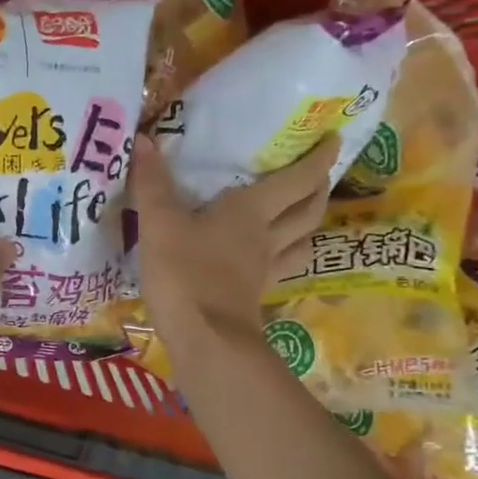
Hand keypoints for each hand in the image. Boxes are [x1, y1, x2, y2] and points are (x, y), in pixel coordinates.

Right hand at [128, 133, 337, 354]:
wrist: (203, 340)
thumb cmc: (184, 274)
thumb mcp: (159, 224)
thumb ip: (152, 184)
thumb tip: (144, 140)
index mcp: (250, 212)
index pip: (296, 179)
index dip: (318, 158)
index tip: (333, 138)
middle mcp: (266, 238)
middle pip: (308, 210)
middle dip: (318, 188)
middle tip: (319, 173)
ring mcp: (263, 271)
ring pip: (302, 241)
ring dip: (309, 224)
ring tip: (305, 213)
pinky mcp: (253, 297)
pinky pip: (282, 269)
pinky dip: (286, 256)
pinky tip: (272, 257)